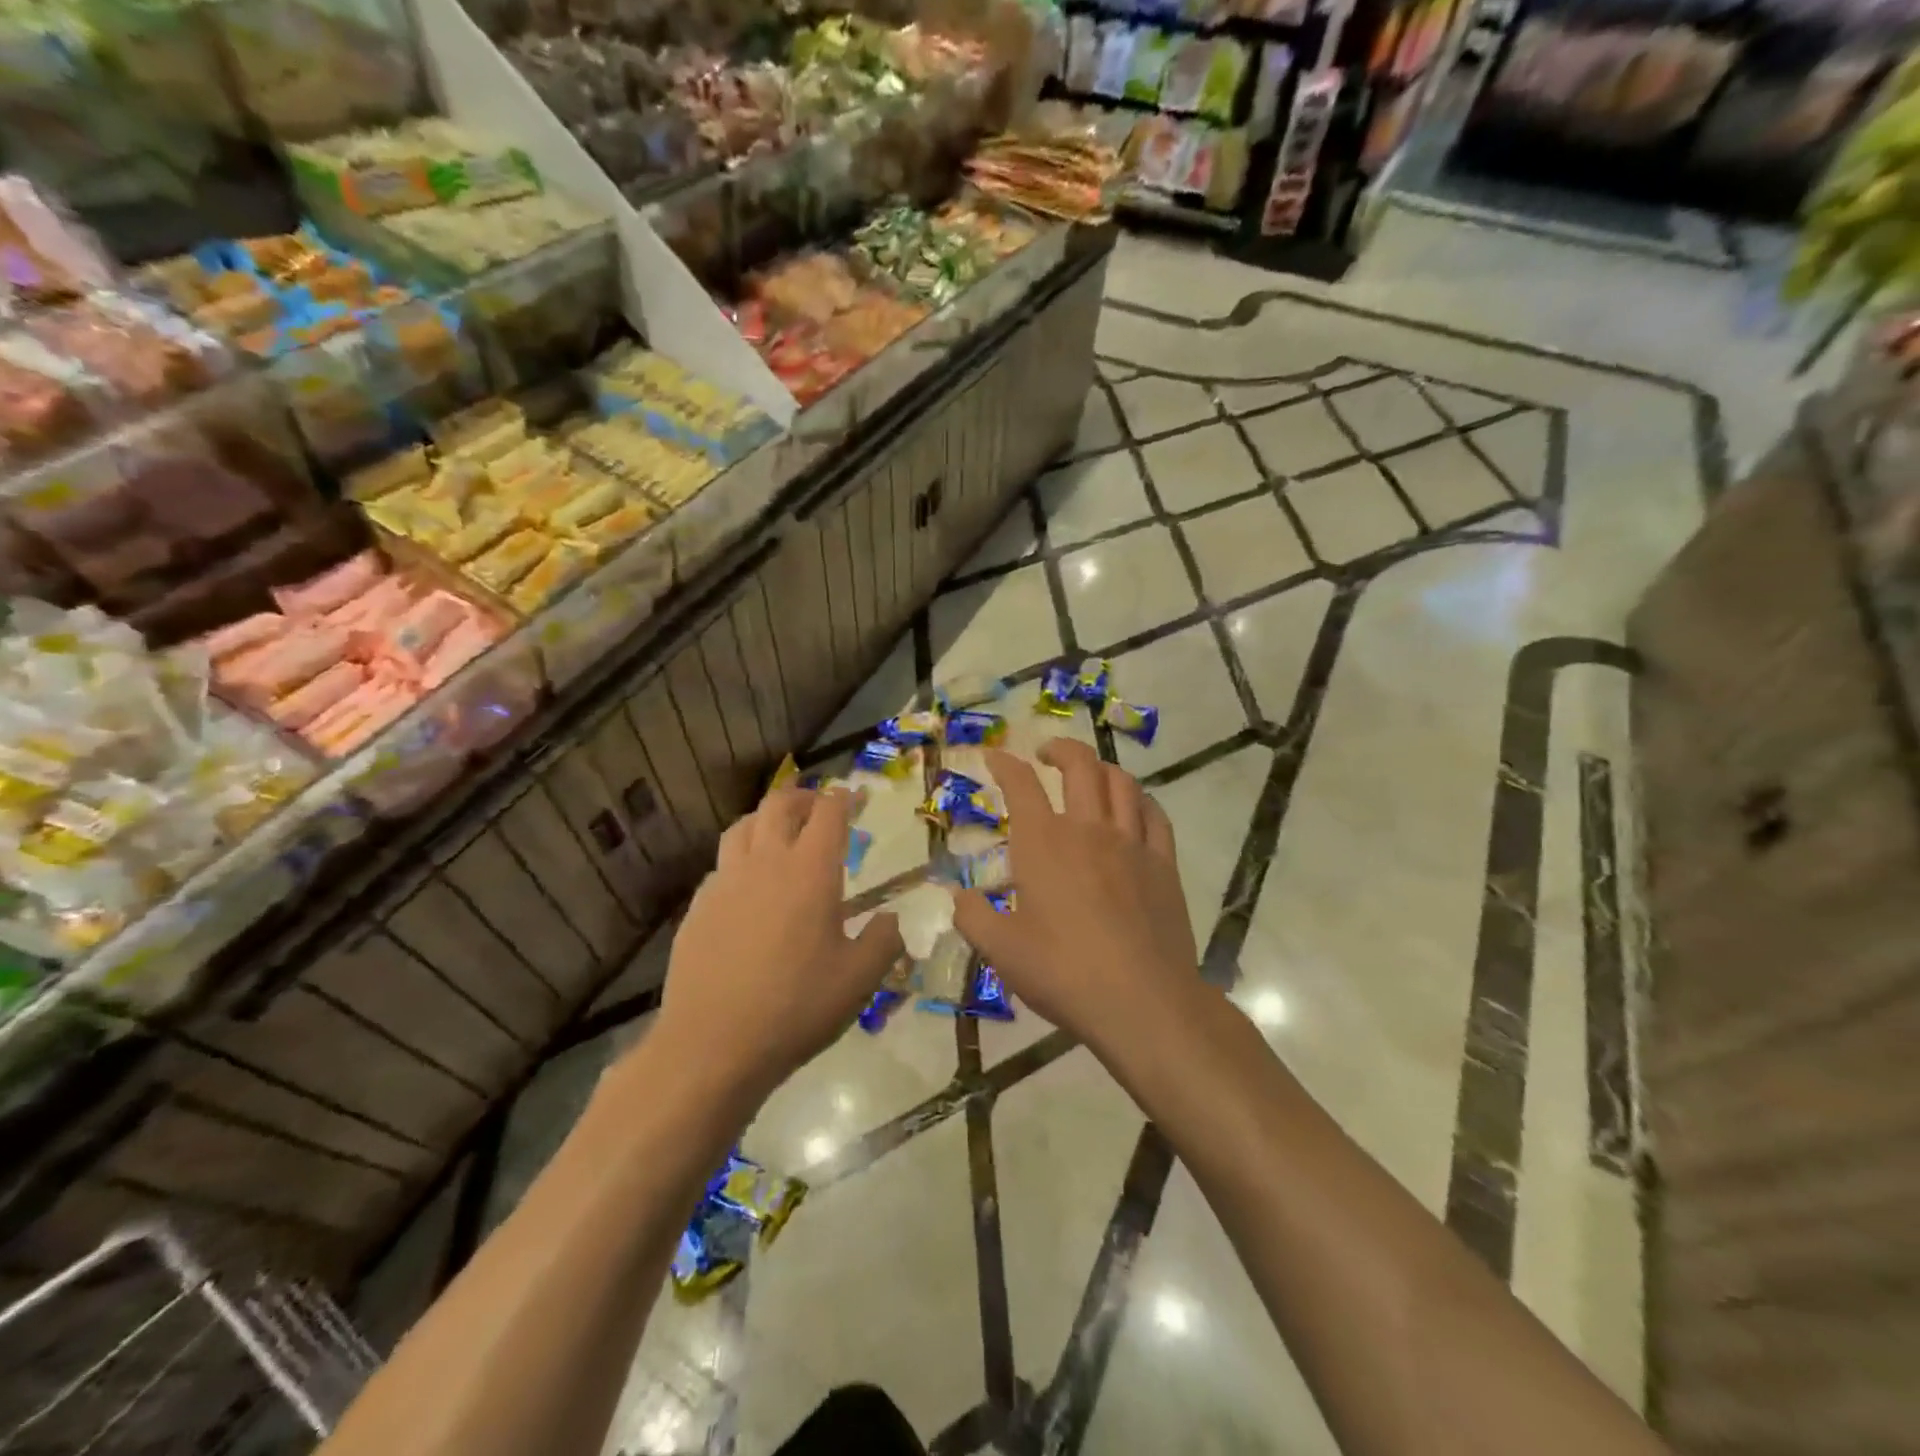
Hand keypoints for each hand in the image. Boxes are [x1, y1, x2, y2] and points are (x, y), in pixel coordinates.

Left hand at [660, 788, 902, 1106]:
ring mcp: (725, 882)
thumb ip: (884, 940)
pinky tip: (748, 887)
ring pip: (742, 827)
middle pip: (779, 805)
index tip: (855, 798)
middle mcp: (765, 863)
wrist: (712, 1046)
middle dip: (803, 797)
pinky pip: (721, 865)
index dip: (844, 799)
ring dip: (766, 820)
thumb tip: (891, 920)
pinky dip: (740, 859)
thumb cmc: (796, 1007)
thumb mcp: (859, 979)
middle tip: (819, 808)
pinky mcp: (698, 907)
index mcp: (810, 871)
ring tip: (780, 835)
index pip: (828, 813)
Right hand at [950, 741, 1198, 1055]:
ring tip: (1089, 774)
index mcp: (1043, 843)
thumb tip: (960, 899)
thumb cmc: (1063, 972)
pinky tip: (1134, 808)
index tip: (994, 757)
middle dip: (1061, 749)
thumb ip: (974, 918)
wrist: (1142, 1001)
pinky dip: (1140, 800)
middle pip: (1080, 765)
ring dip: (1101, 768)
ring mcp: (1132, 843)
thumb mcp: (1001, 951)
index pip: (1021, 785)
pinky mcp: (1164, 864)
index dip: (1004, 764)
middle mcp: (1088, 829)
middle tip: (1046, 755)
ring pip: (1121, 783)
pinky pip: (1155, 815)